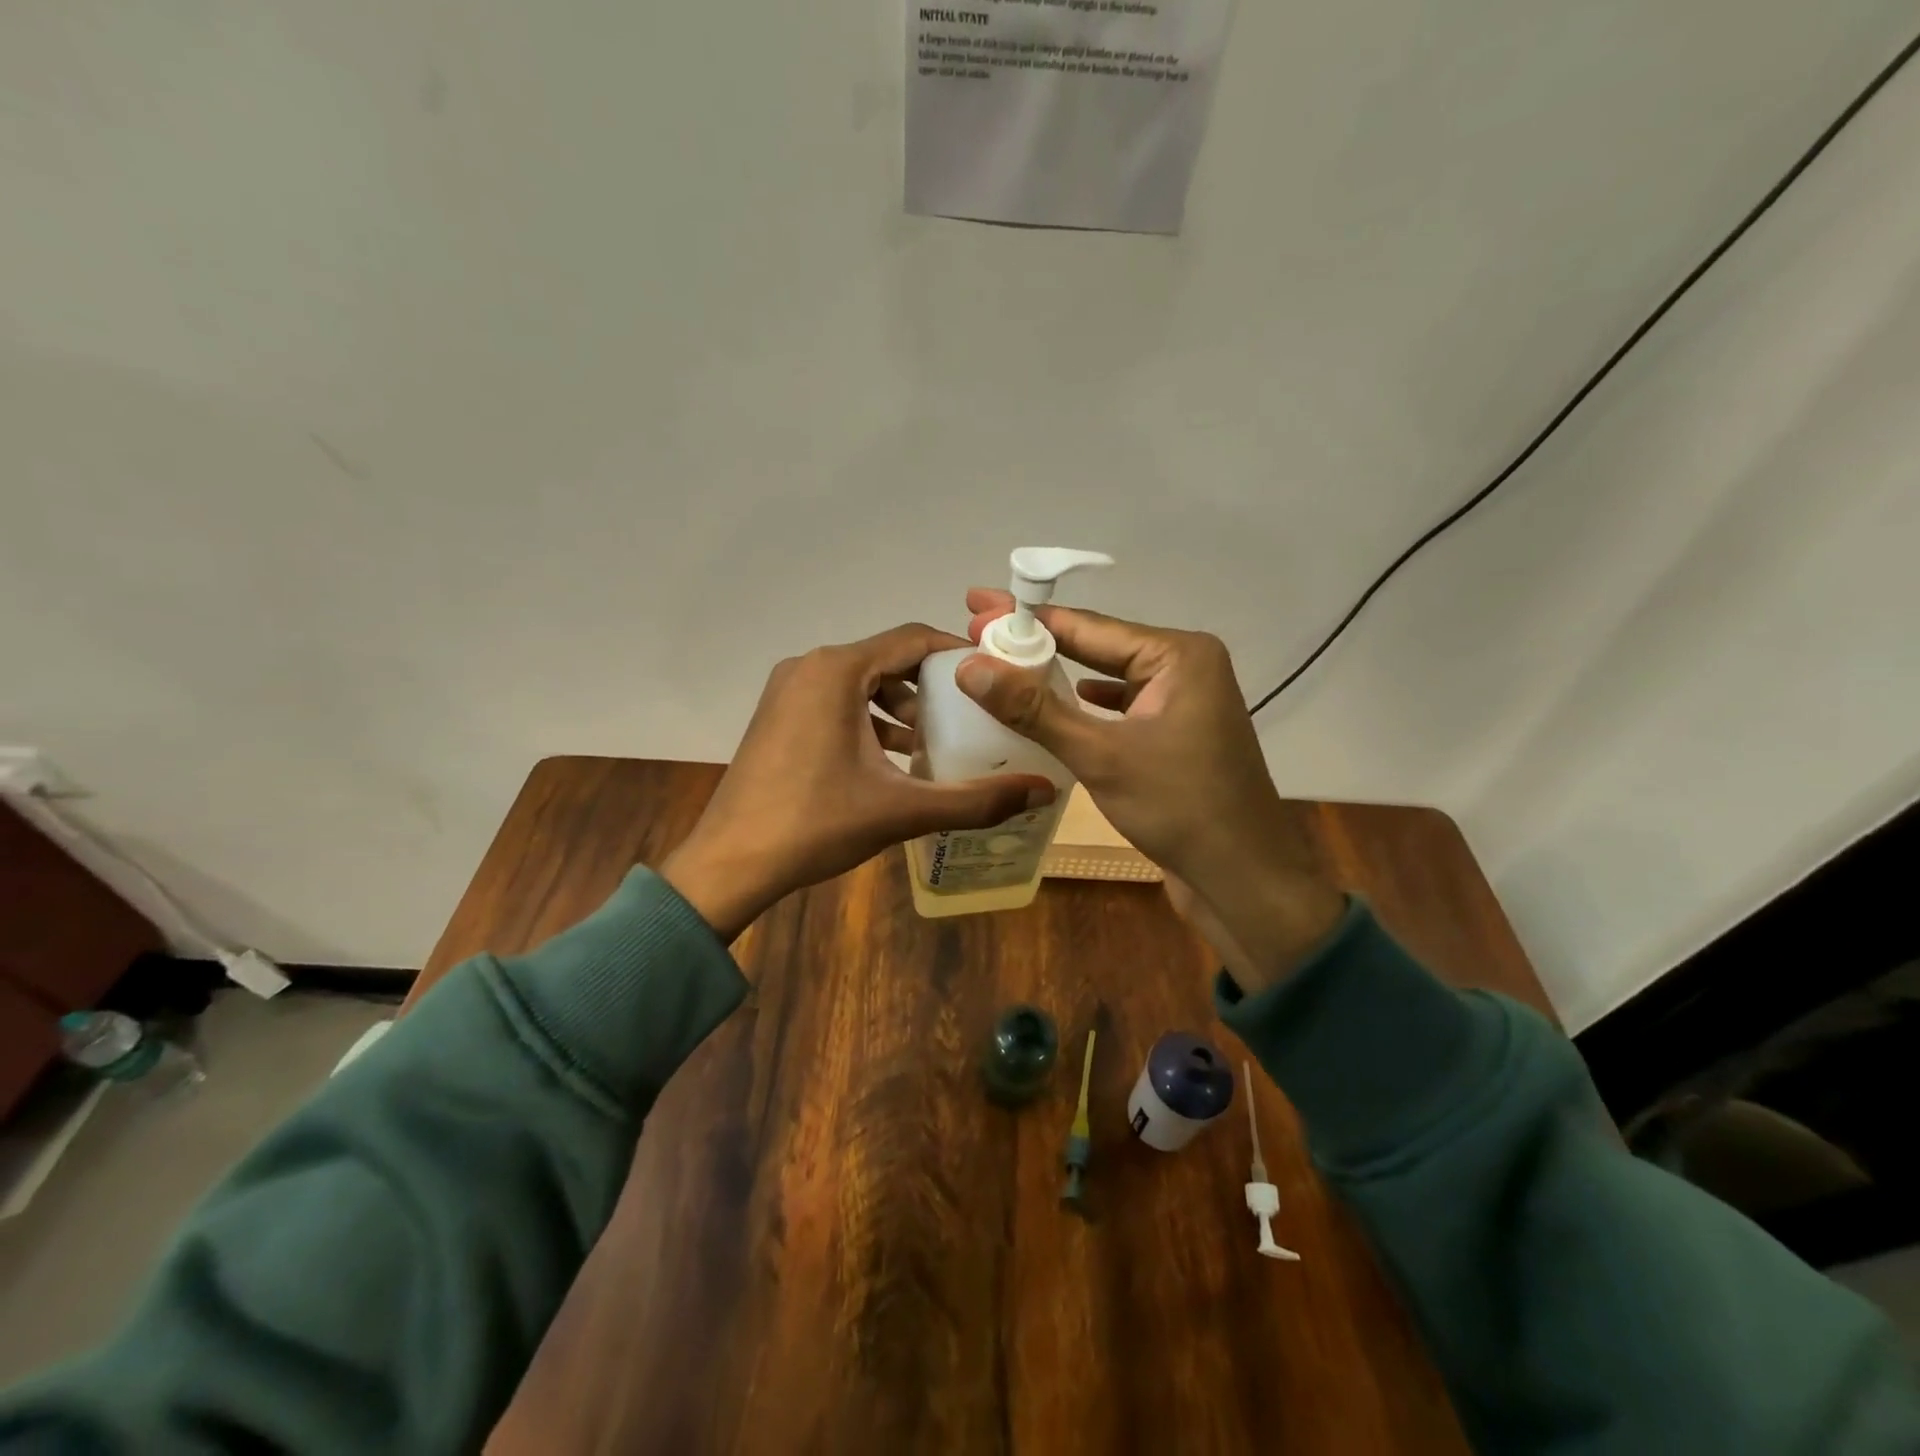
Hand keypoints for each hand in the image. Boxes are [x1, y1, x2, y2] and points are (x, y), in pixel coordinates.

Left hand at [661, 623, 1056, 940]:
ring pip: (861, 682)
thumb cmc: (815, 825)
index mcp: (837, 670)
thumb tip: (1042, 791)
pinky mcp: (778, 715)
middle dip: (931, 687)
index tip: (994, 676)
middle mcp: (810, 667)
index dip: (958, 653)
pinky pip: (836, 701)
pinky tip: (891, 762)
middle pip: (887, 659)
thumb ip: (975, 800)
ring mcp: (788, 690)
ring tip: (933, 745)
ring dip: (900, 708)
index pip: (913, 638)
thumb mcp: (902, 810)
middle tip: (970, 718)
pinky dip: (868, 720)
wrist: (730, 862)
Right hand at [957, 592, 1343, 988]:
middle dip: (1037, 644)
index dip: (1026, 620)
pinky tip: (1052, 711)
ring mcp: (1182, 704)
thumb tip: (969, 667)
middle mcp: (1184, 668)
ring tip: (1003, 667)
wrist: (1244, 880)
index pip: (1088, 626)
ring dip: (1057, 677)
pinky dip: (1083, 709)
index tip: (978, 608)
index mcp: (1178, 655)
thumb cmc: (1180, 808)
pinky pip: (1118, 710)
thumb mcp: (1101, 755)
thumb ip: (1034, 710)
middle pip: (1096, 647)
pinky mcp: (1174, 737)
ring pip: (1106, 680)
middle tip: (978, 631)